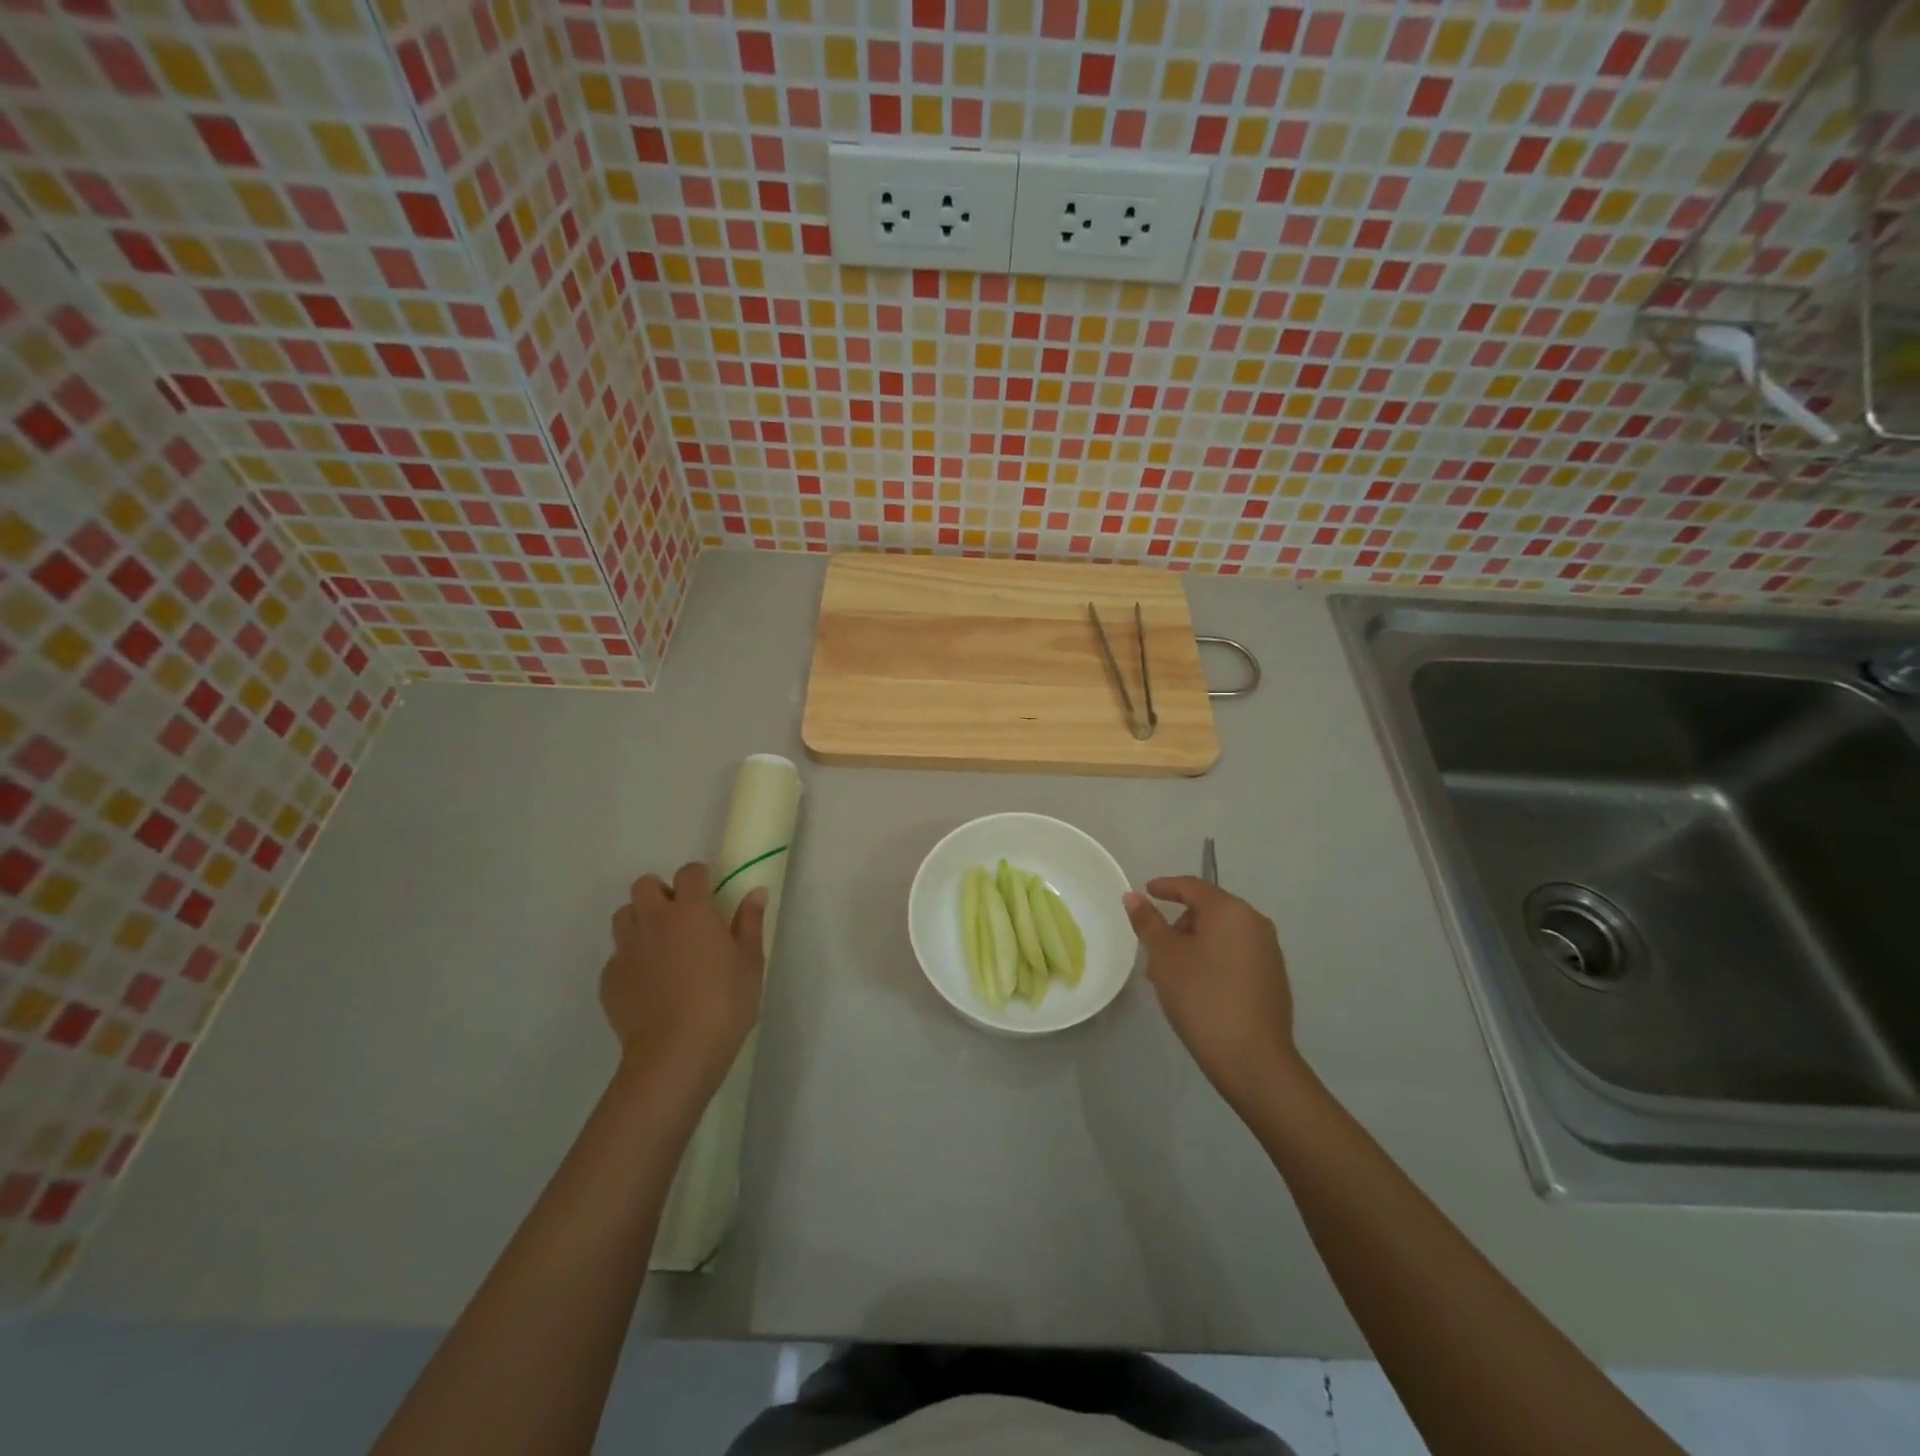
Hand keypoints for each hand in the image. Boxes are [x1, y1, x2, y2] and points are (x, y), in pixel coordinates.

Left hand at [601, 862, 767, 1101]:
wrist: (675, 1054)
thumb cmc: (724, 1002)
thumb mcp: (750, 962)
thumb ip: (750, 922)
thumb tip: (755, 892)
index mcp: (690, 910)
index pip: (690, 872)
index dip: (700, 879)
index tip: (711, 896)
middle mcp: (653, 920)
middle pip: (645, 885)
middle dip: (661, 894)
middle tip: (682, 919)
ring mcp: (626, 950)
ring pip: (624, 916)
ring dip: (640, 921)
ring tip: (661, 946)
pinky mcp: (609, 980)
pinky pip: (617, 957)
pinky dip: (631, 961)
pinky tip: (649, 985)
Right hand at [1125, 877, 1299, 1111]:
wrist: (1253, 1059)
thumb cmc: (1202, 997)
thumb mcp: (1165, 957)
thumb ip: (1148, 922)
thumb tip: (1133, 896)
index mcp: (1230, 911)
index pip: (1192, 887)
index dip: (1166, 887)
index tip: (1146, 891)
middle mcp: (1255, 923)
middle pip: (1208, 911)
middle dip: (1178, 925)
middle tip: (1154, 950)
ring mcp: (1269, 952)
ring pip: (1221, 936)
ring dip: (1193, 946)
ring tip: (1170, 975)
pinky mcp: (1273, 979)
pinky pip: (1235, 956)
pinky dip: (1212, 961)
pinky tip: (1196, 989)